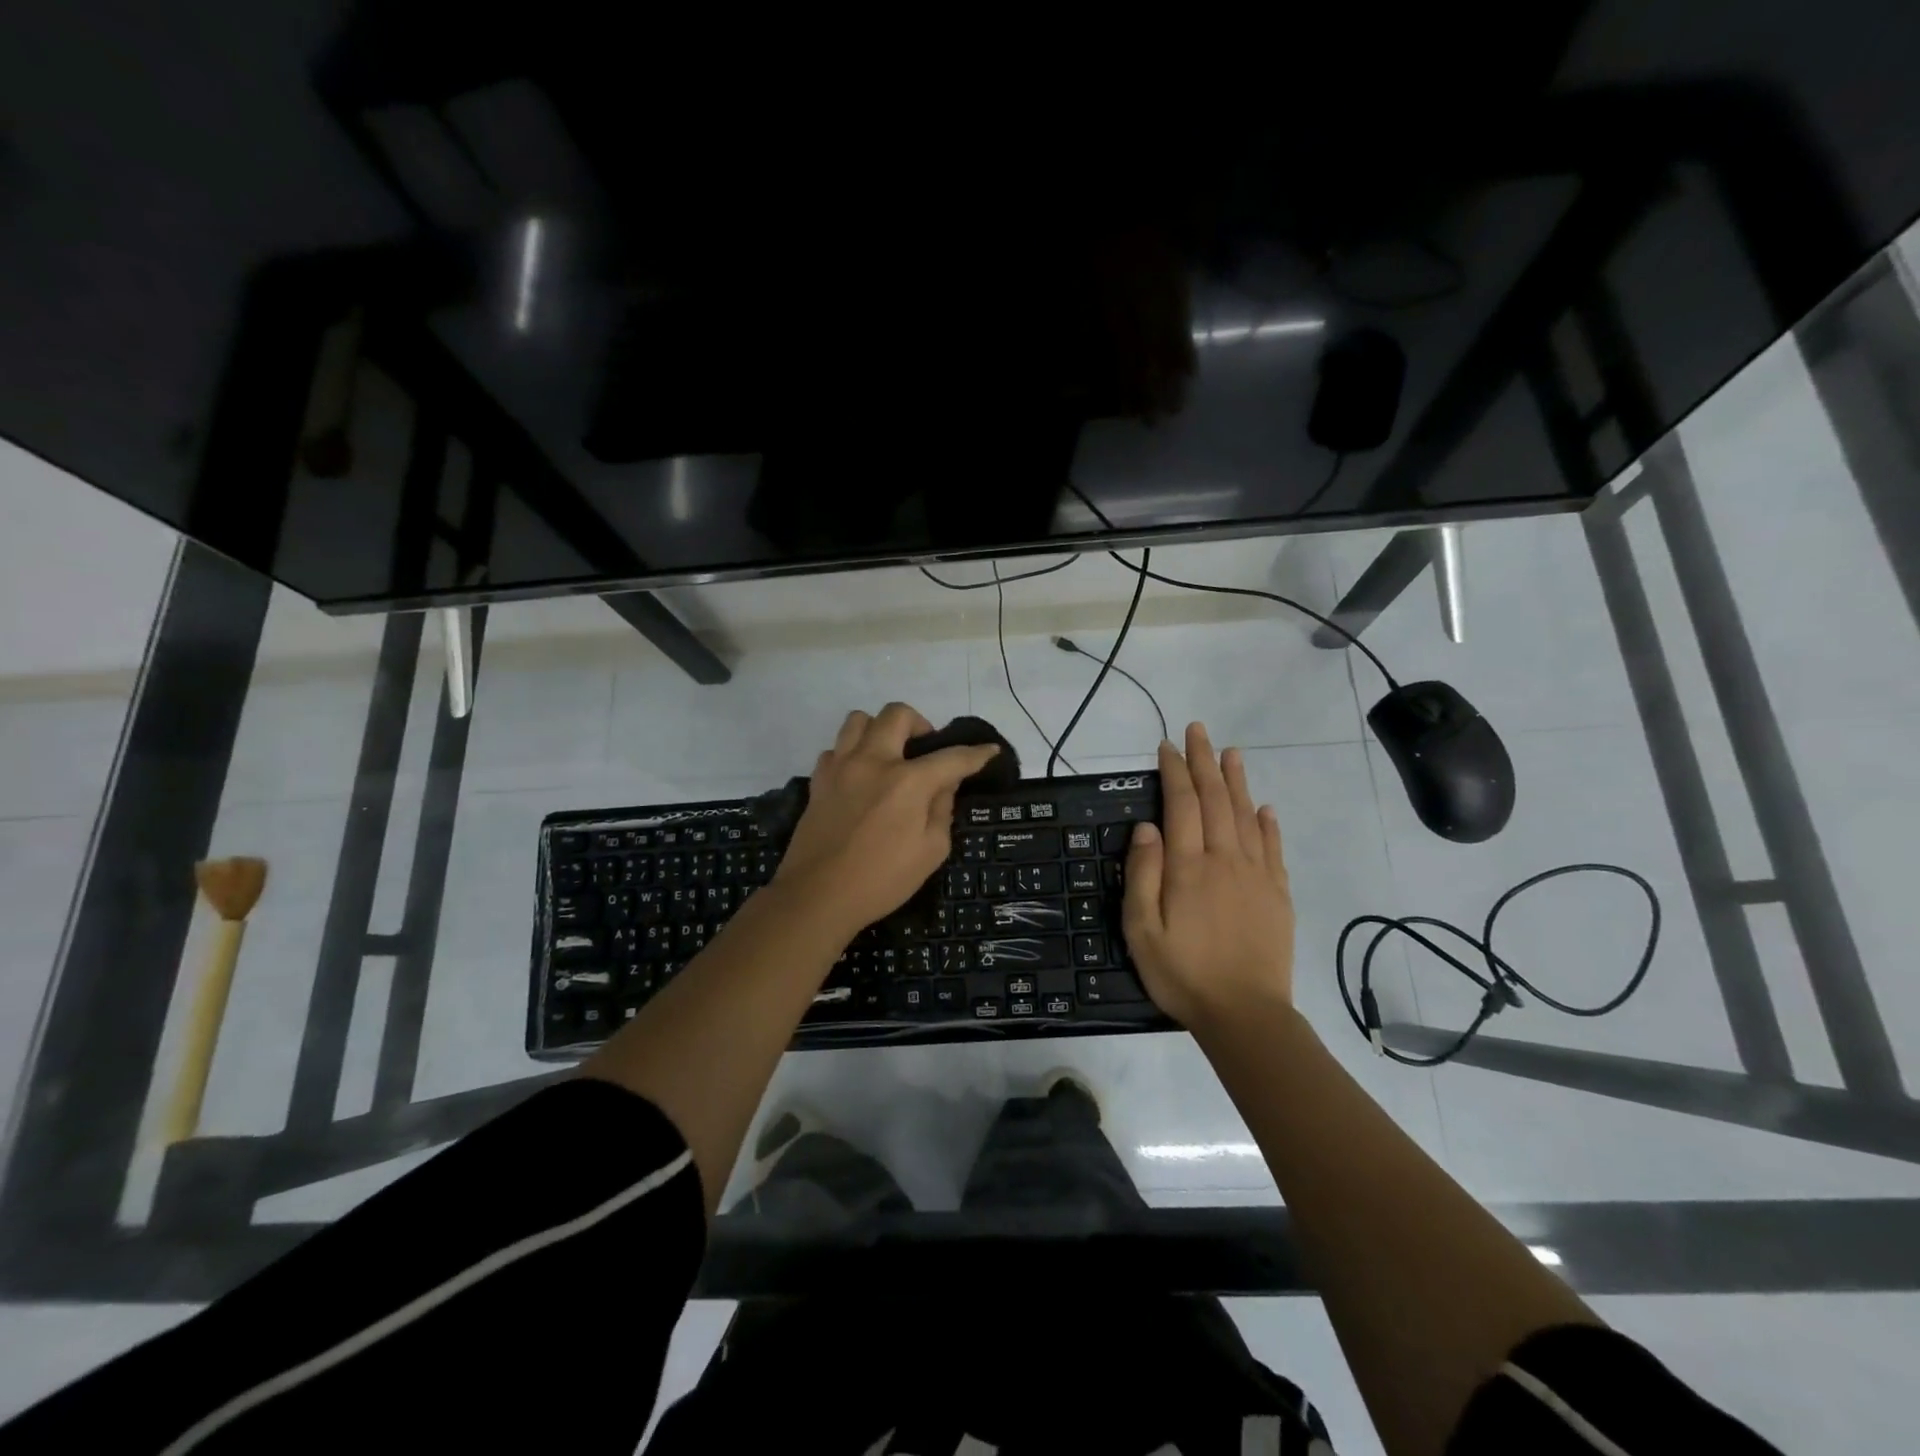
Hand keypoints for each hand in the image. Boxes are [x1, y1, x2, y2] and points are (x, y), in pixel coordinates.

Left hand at [772, 704, 999, 943]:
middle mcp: (873, 761)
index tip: (990, 751)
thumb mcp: (931, 851)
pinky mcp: (818, 780)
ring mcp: (840, 767)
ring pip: (859, 720)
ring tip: (889, 755)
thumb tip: (945, 783)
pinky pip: (836, 749)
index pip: (952, 757)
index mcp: (908, 781)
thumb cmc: (882, 880)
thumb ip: (942, 809)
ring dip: (880, 729)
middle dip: (920, 724)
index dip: (976, 754)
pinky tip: (859, 778)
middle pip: (897, 714)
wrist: (818, 896)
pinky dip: (852, 755)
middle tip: (925, 749)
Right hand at [1122, 722, 1294, 1029]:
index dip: (1174, 771)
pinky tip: (1265, 808)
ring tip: (1231, 753)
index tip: (1166, 746)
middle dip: (1204, 762)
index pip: (1182, 804)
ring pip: (1247, 816)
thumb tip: (1148, 826)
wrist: (1245, 1014)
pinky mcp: (1277, 895)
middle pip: (1216, 800)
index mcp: (1189, 867)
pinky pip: (1274, 849)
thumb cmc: (1183, 973)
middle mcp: (1225, 860)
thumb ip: (1143, 874)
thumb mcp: (1141, 930)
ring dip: (1237, 781)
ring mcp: (1257, 876)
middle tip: (1198, 730)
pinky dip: (1269, 824)